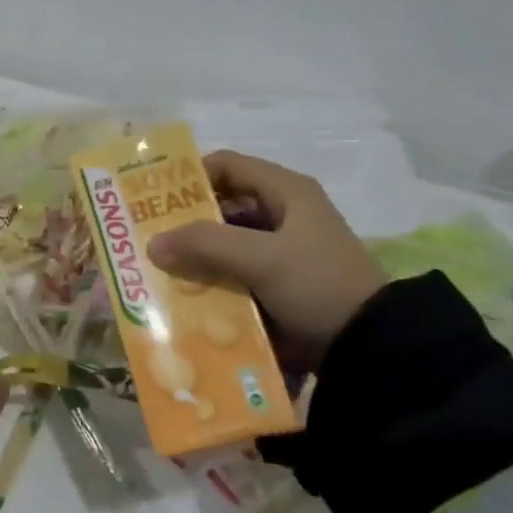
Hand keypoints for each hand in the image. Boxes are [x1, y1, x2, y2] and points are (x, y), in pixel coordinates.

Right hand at [148, 151, 387, 373]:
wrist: (369, 347)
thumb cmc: (318, 284)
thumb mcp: (262, 258)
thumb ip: (206, 244)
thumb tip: (152, 243)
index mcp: (286, 192)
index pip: (227, 166)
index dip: (189, 175)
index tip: (152, 196)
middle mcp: (281, 214)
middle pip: (221, 206)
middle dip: (184, 221)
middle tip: (144, 235)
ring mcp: (278, 251)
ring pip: (223, 243)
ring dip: (193, 255)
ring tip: (154, 268)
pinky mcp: (275, 284)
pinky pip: (232, 273)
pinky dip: (209, 280)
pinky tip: (181, 294)